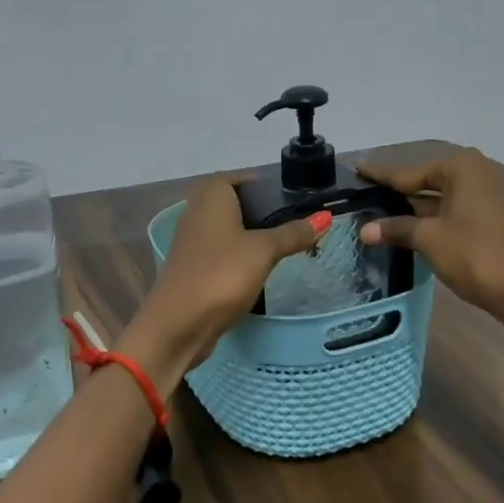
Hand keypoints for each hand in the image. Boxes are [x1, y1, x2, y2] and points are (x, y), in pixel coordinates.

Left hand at [122, 175, 327, 378]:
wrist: (177, 324)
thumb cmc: (222, 274)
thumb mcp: (264, 251)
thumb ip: (293, 233)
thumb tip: (325, 216)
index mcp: (211, 196)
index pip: (239, 178)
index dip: (264, 185)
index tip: (292, 197)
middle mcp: (197, 212)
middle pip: (234, 204)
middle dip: (262, 211)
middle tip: (294, 222)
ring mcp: (192, 242)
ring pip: (228, 229)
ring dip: (251, 236)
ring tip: (285, 246)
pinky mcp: (193, 268)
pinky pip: (222, 252)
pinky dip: (240, 256)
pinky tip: (260, 269)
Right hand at [358, 148, 503, 322]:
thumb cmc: (478, 254)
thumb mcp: (430, 239)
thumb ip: (397, 229)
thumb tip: (366, 230)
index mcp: (459, 167)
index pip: (407, 171)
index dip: (380, 174)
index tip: (356, 168)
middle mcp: (474, 174)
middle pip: (423, 182)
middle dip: (395, 193)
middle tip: (360, 196)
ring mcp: (484, 198)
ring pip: (436, 201)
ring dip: (410, 211)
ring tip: (374, 216)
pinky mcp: (488, 222)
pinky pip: (449, 215)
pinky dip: (428, 223)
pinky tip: (405, 233)